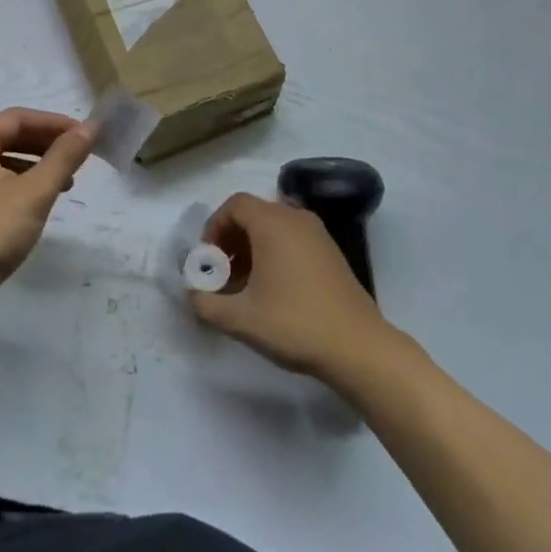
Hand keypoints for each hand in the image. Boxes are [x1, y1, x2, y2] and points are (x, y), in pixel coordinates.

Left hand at [0, 108, 94, 316]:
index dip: (54, 123)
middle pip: (8, 137)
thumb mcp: (35, 191)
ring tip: (66, 181)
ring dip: (36, 165)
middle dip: (46, 144)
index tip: (84, 135)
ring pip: (2, 161)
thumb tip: (91, 127)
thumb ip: (64, 156)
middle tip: (78, 156)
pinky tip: (39, 202)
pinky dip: (20, 184)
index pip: (17, 118)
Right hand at [190, 192, 393, 380]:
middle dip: (231, 240)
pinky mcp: (331, 252)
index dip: (214, 227)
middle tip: (222, 274)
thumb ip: (206, 304)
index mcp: (273, 223)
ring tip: (244, 286)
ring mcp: (318, 234)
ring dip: (252, 248)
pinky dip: (275, 253)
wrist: (357, 347)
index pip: (234, 205)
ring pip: (274, 227)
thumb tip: (193, 295)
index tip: (208, 260)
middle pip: (254, 213)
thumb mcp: (240, 319)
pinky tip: (272, 290)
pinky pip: (293, 239)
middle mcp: (296, 218)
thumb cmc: (294, 323)